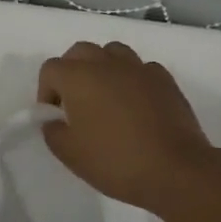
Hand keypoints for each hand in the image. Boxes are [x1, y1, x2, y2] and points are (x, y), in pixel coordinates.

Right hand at [38, 41, 216, 213]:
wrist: (175, 169)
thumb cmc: (115, 161)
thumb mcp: (70, 154)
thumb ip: (53, 131)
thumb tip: (55, 120)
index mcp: (78, 77)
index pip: (51, 69)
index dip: (46, 91)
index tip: (56, 116)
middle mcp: (107, 63)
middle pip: (80, 52)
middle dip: (72, 72)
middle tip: (77, 104)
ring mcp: (138, 68)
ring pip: (112, 52)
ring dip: (103, 68)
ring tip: (107, 98)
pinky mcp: (164, 79)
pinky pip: (140, 68)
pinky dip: (132, 79)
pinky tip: (137, 104)